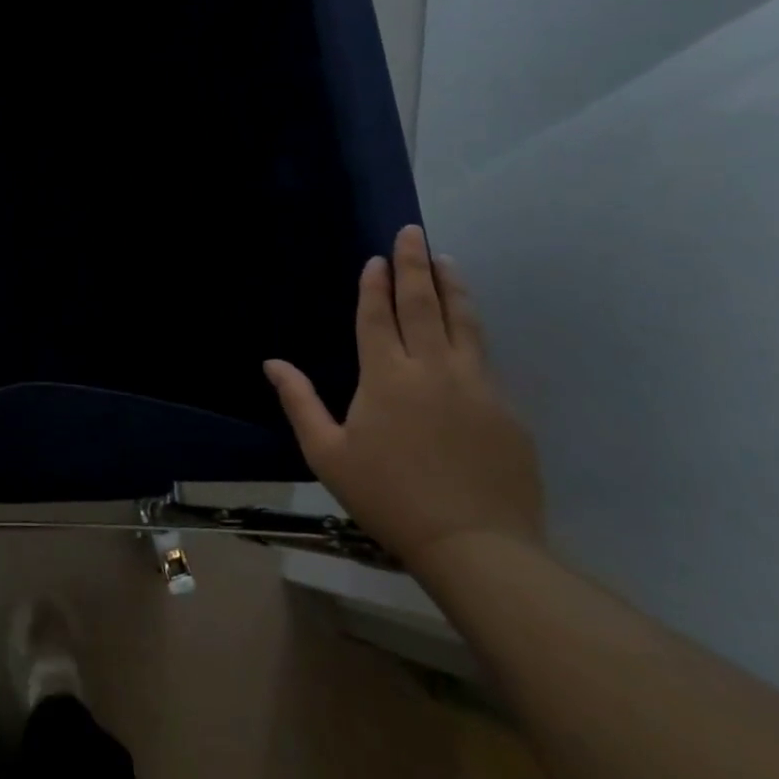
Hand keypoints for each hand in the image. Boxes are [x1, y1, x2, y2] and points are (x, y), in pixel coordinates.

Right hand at [264, 225, 542, 569]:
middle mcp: (432, 369)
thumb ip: (300, 402)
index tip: (377, 258)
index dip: (375, 285)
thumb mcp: (327, 453)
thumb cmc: (388, 497)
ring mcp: (475, 386)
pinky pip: (483, 356)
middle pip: (423, 305)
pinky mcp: (506, 409)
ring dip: (452, 286)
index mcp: (386, 376)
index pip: (378, 316)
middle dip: (415, 265)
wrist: (477, 546)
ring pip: (463, 322)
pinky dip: (472, 328)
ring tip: (446, 260)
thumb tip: (272, 363)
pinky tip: (467, 324)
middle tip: (413, 232)